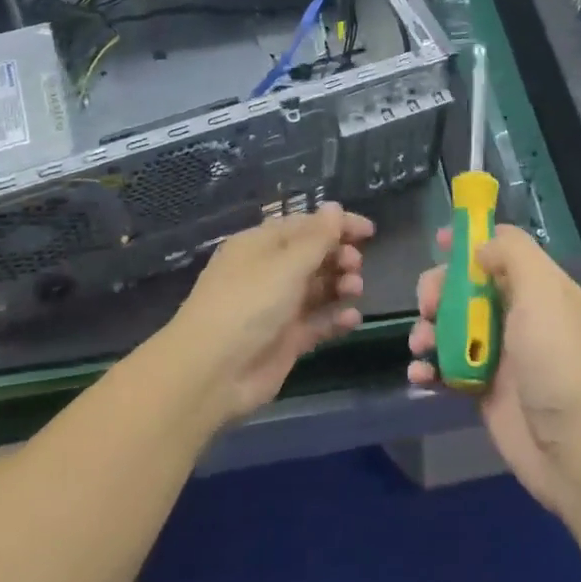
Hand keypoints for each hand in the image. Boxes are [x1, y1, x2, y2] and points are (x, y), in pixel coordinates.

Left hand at [166, 204, 372, 421]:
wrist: (211, 374)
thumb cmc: (247, 305)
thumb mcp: (285, 265)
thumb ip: (317, 238)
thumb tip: (334, 207)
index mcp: (260, 245)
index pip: (305, 225)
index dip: (337, 225)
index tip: (370, 231)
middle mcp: (268, 272)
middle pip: (312, 256)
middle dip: (339, 256)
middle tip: (356, 264)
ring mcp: (277, 308)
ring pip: (317, 288)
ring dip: (340, 285)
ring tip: (354, 289)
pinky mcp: (285, 340)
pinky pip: (317, 322)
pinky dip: (336, 318)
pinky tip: (353, 319)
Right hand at [407, 225, 580, 513]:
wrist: (577, 452)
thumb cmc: (559, 362)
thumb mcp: (543, 293)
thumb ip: (513, 255)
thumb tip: (480, 247)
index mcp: (538, 287)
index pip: (501, 249)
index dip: (470, 241)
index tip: (438, 242)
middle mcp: (518, 314)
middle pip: (467, 285)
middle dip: (439, 289)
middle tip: (428, 305)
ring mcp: (499, 353)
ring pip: (451, 325)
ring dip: (427, 329)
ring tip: (421, 346)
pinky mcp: (482, 389)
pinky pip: (446, 367)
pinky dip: (428, 367)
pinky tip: (420, 375)